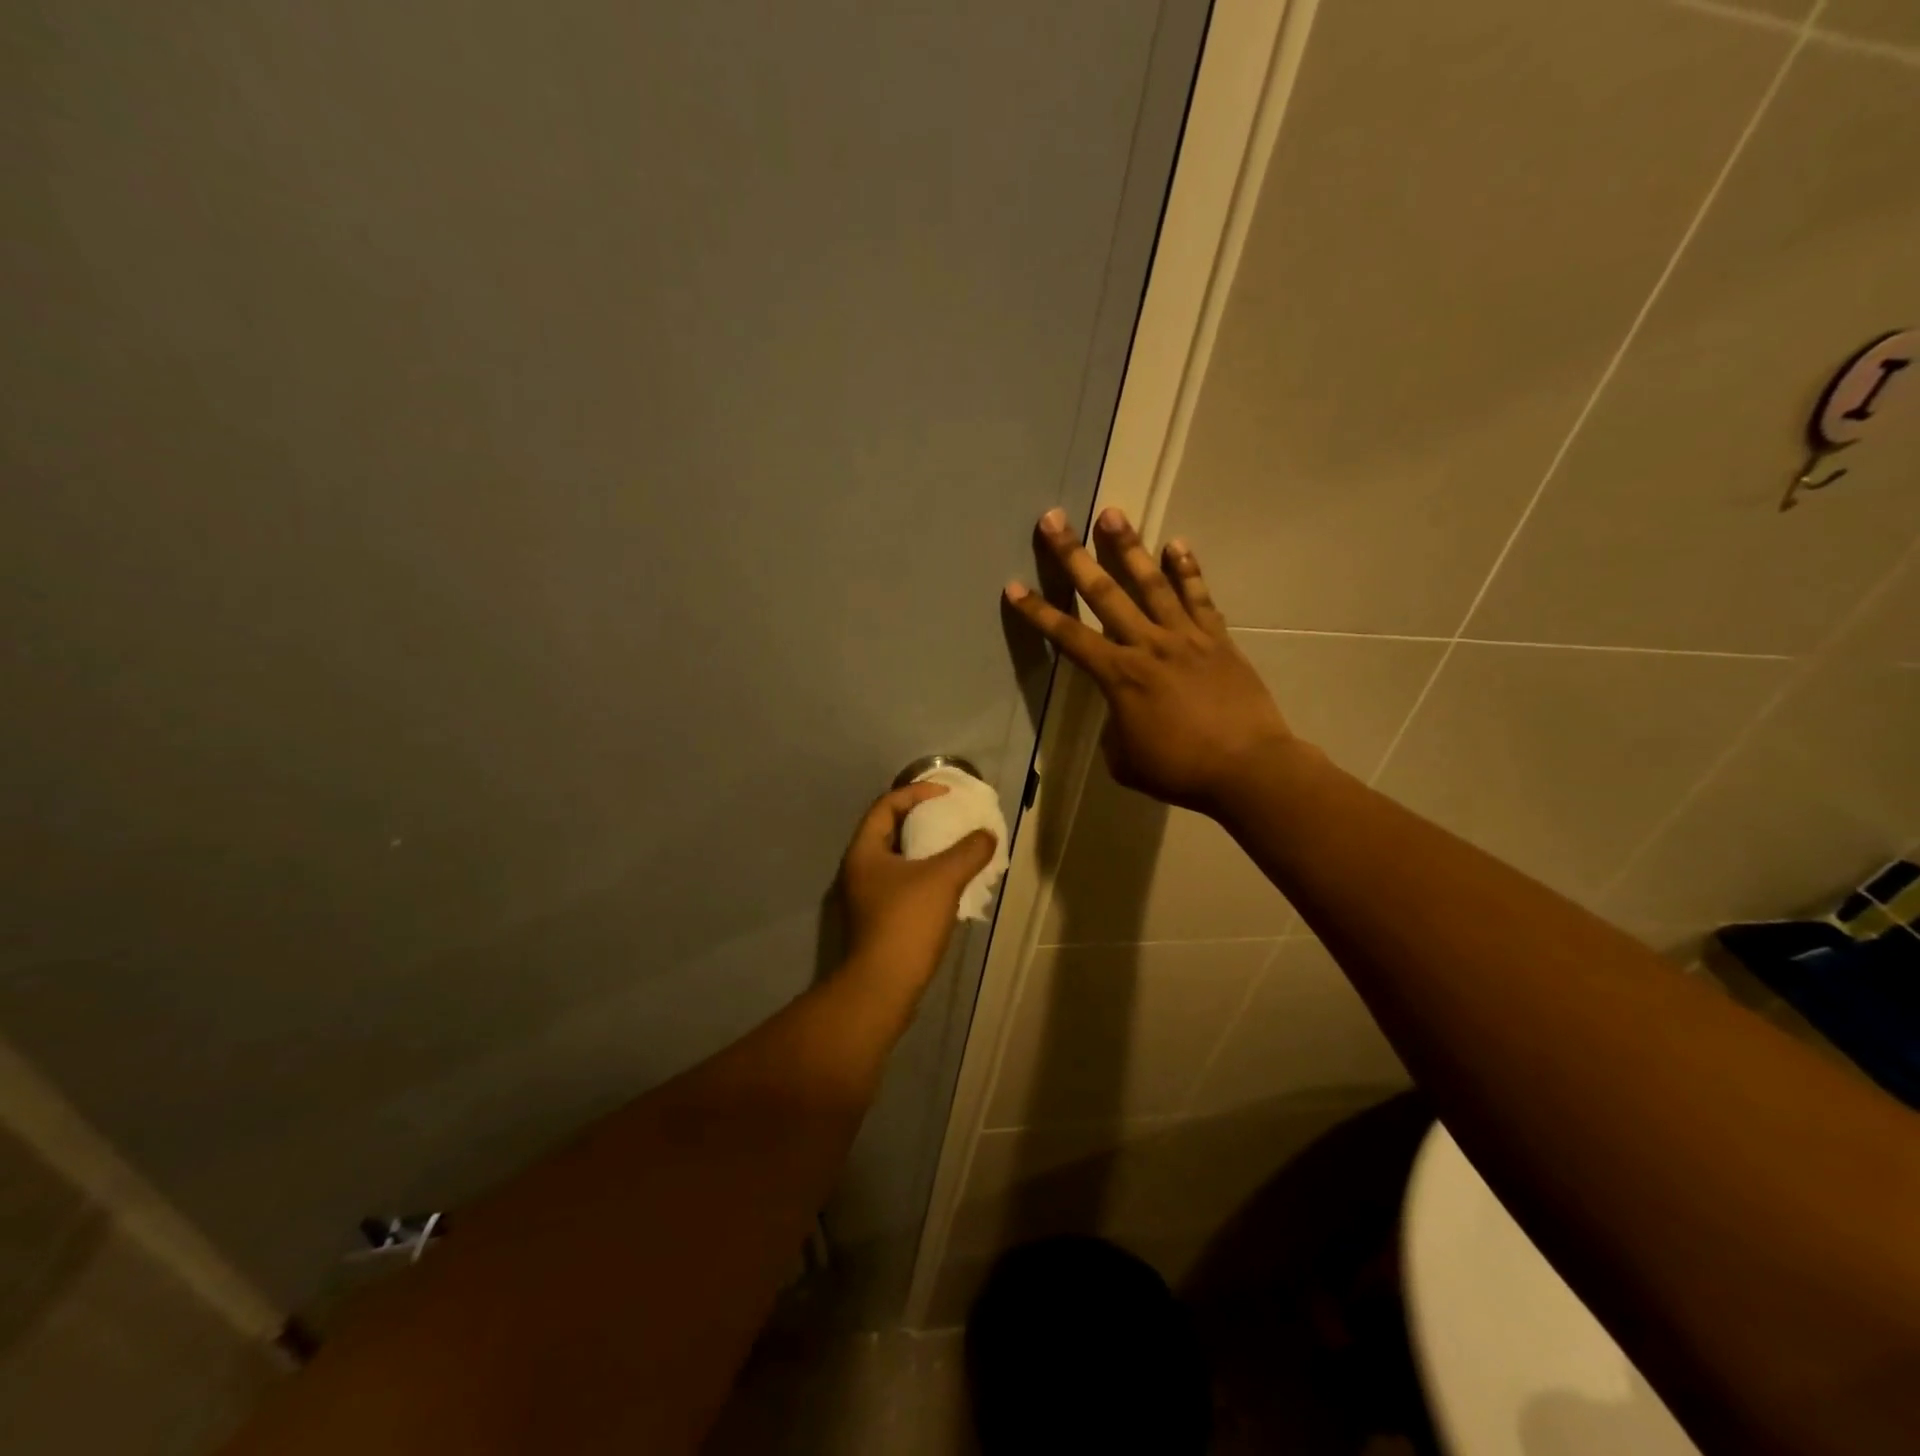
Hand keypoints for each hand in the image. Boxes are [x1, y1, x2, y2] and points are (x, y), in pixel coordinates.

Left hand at [839, 783, 997, 993]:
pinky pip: (902, 883)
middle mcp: (859, 869)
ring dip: (925, 850)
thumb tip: (987, 836)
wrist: (883, 986)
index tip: (946, 794)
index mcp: (864, 851)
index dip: (916, 792)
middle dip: (922, 820)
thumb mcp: (943, 879)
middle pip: (890, 831)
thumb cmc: (907, 922)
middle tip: (952, 817)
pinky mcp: (877, 919)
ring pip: (897, 860)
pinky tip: (949, 884)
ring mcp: (866, 896)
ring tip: (956, 848)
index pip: (887, 805)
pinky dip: (924, 874)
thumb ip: (969, 851)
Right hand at [1004, 507, 1295, 816]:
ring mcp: (1185, 637)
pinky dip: (1187, 570)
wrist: (1248, 769)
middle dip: (1073, 555)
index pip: (1068, 637)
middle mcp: (1147, 645)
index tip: (1013, 586)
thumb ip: (1114, 729)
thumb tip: (1122, 713)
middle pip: (1103, 593)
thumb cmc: (1180, 770)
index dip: (1038, 612)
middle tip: (1054, 519)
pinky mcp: (1217, 639)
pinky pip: (1199, 598)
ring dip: (1128, 546)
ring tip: (1112, 513)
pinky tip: (1176, 544)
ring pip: (1151, 583)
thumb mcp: (1126, 761)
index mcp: (1119, 676)